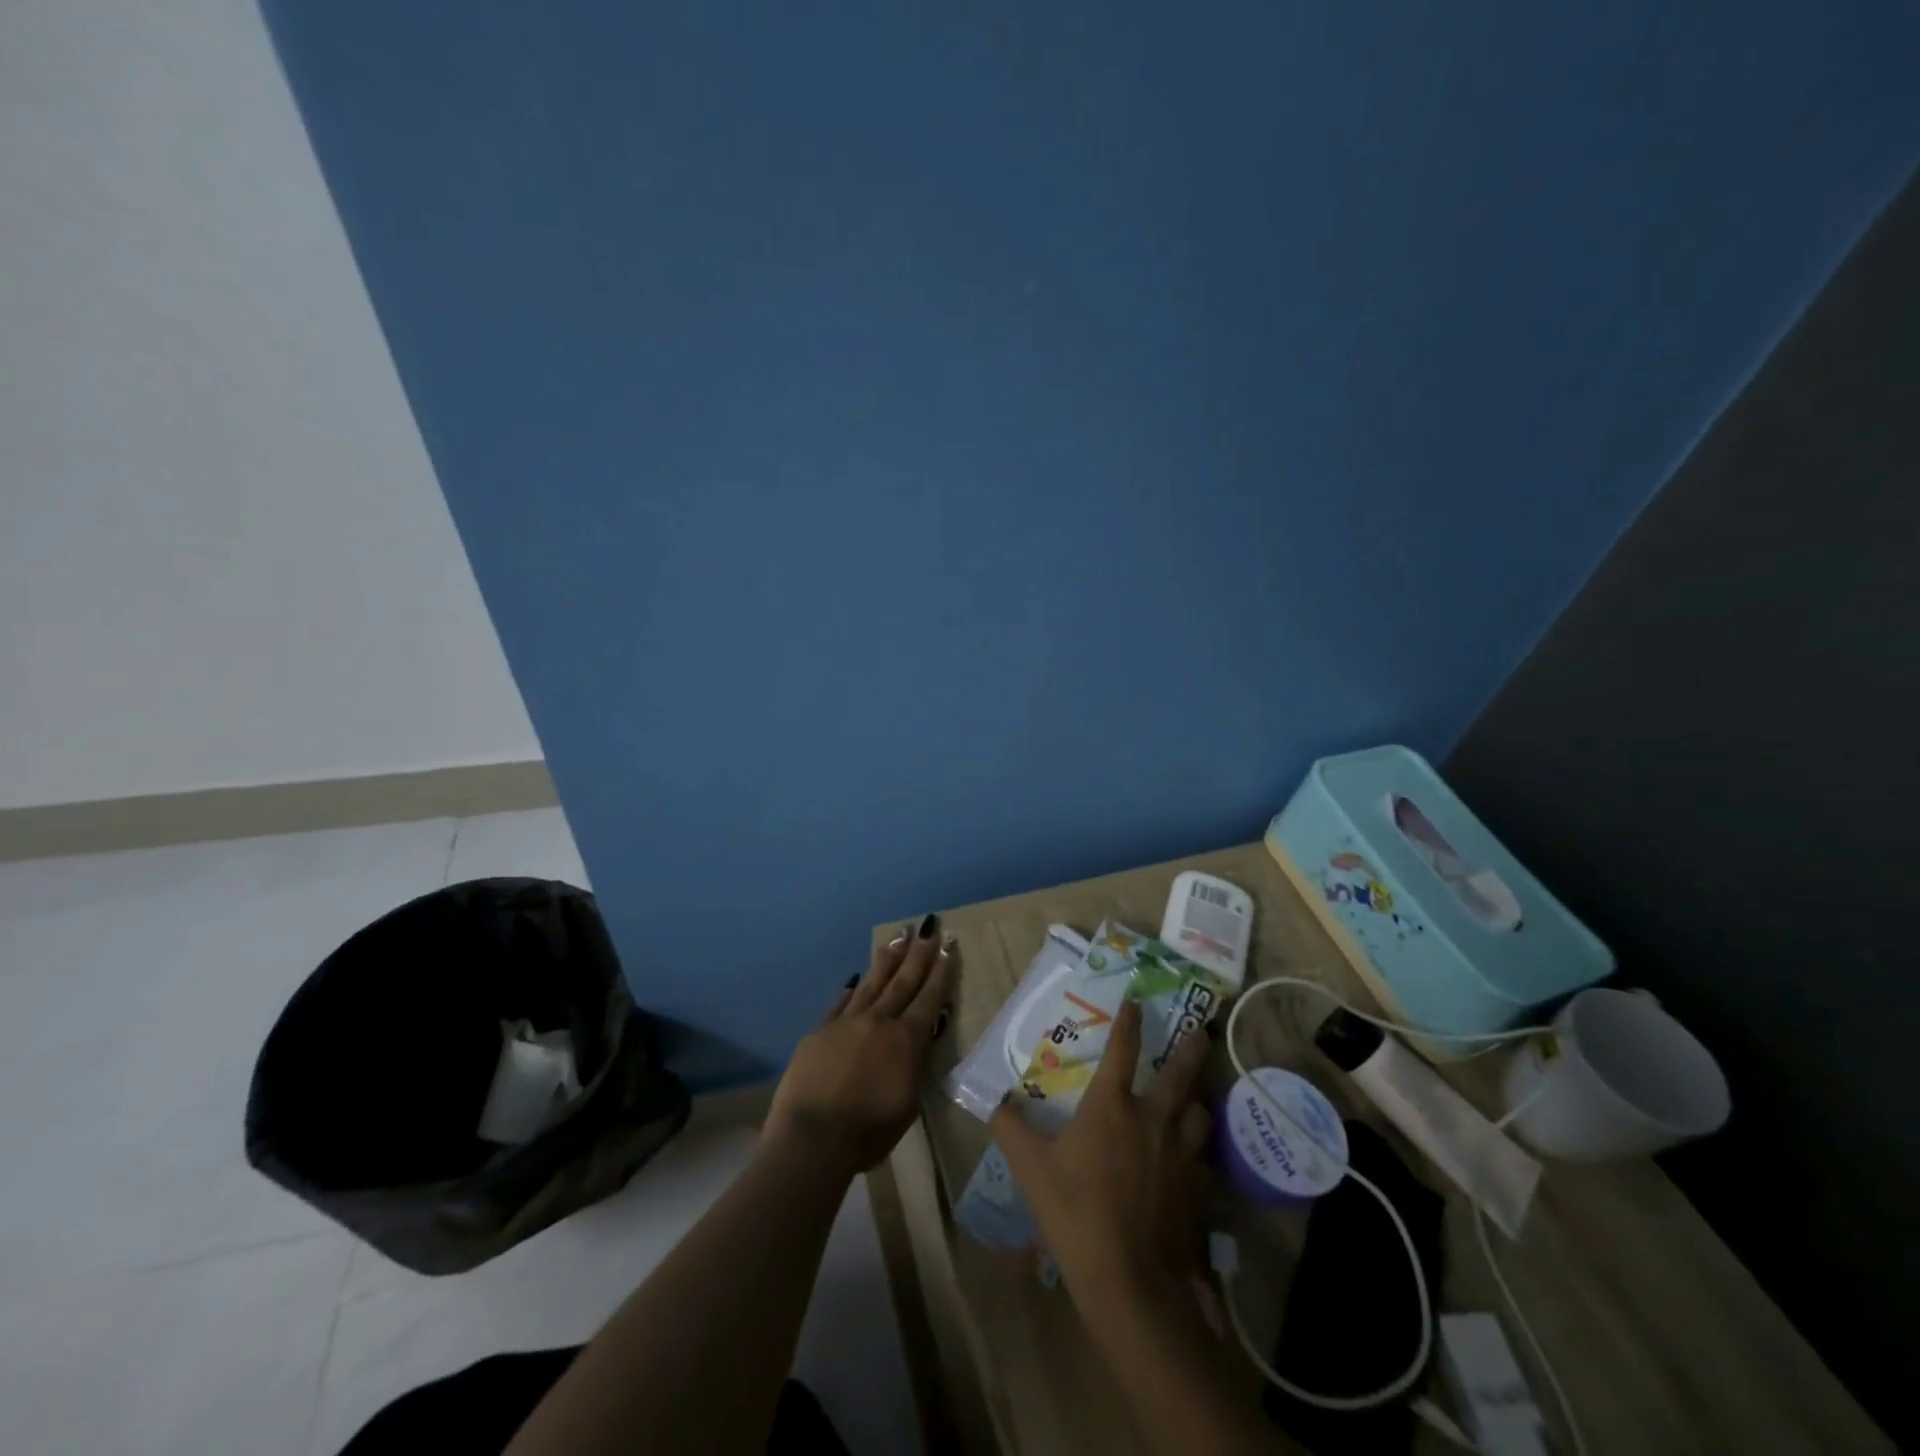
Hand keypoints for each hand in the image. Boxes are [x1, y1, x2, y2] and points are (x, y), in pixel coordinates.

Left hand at [765, 913, 953, 1178]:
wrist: (812, 1137)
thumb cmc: (868, 1132)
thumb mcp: (908, 1103)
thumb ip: (915, 1064)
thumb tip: (918, 1038)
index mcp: (906, 1040)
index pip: (929, 997)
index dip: (940, 971)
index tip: (947, 945)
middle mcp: (879, 1021)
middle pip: (903, 981)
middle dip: (918, 953)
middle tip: (927, 926)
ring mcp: (847, 1021)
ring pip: (872, 982)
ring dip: (888, 958)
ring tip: (897, 936)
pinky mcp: (821, 1030)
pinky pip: (842, 1001)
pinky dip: (853, 987)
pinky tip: (856, 977)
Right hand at [990, 998, 1214, 1312]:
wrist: (1131, 1281)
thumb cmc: (1076, 1213)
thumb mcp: (1031, 1169)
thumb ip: (1010, 1130)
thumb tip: (996, 1104)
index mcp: (1112, 1106)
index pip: (1122, 1049)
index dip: (1129, 1021)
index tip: (1135, 1000)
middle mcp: (1153, 1119)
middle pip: (1180, 1072)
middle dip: (1191, 1047)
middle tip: (1201, 1031)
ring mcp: (1180, 1153)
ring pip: (1199, 1113)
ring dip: (1196, 1101)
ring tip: (1193, 1098)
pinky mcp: (1197, 1189)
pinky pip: (1202, 1157)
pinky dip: (1196, 1150)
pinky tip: (1190, 1159)